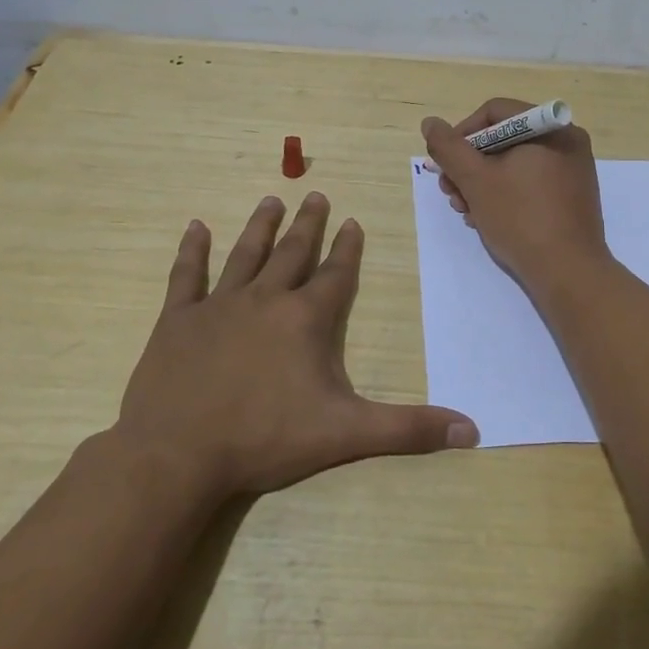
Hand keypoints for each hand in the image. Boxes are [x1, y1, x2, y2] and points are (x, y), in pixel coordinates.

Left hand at [110, 193, 478, 498]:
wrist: (177, 454)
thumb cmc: (265, 439)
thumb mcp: (346, 434)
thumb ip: (408, 429)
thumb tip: (472, 430)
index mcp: (305, 319)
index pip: (335, 274)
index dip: (348, 249)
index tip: (353, 221)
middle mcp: (264, 300)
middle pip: (293, 253)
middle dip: (308, 225)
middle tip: (315, 194)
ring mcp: (218, 306)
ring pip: (245, 254)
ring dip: (261, 227)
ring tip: (271, 200)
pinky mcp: (178, 320)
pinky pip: (186, 276)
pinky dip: (192, 251)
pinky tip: (195, 227)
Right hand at [421, 99, 609, 289]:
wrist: (568, 273)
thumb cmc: (521, 218)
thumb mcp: (475, 180)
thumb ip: (449, 148)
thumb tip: (430, 123)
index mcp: (550, 128)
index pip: (494, 112)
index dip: (461, 134)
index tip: (444, 163)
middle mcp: (566, 141)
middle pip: (504, 139)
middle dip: (469, 165)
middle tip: (450, 191)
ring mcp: (572, 171)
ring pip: (514, 164)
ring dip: (482, 183)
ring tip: (464, 210)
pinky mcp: (571, 197)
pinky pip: (530, 183)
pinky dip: (505, 194)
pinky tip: (486, 218)